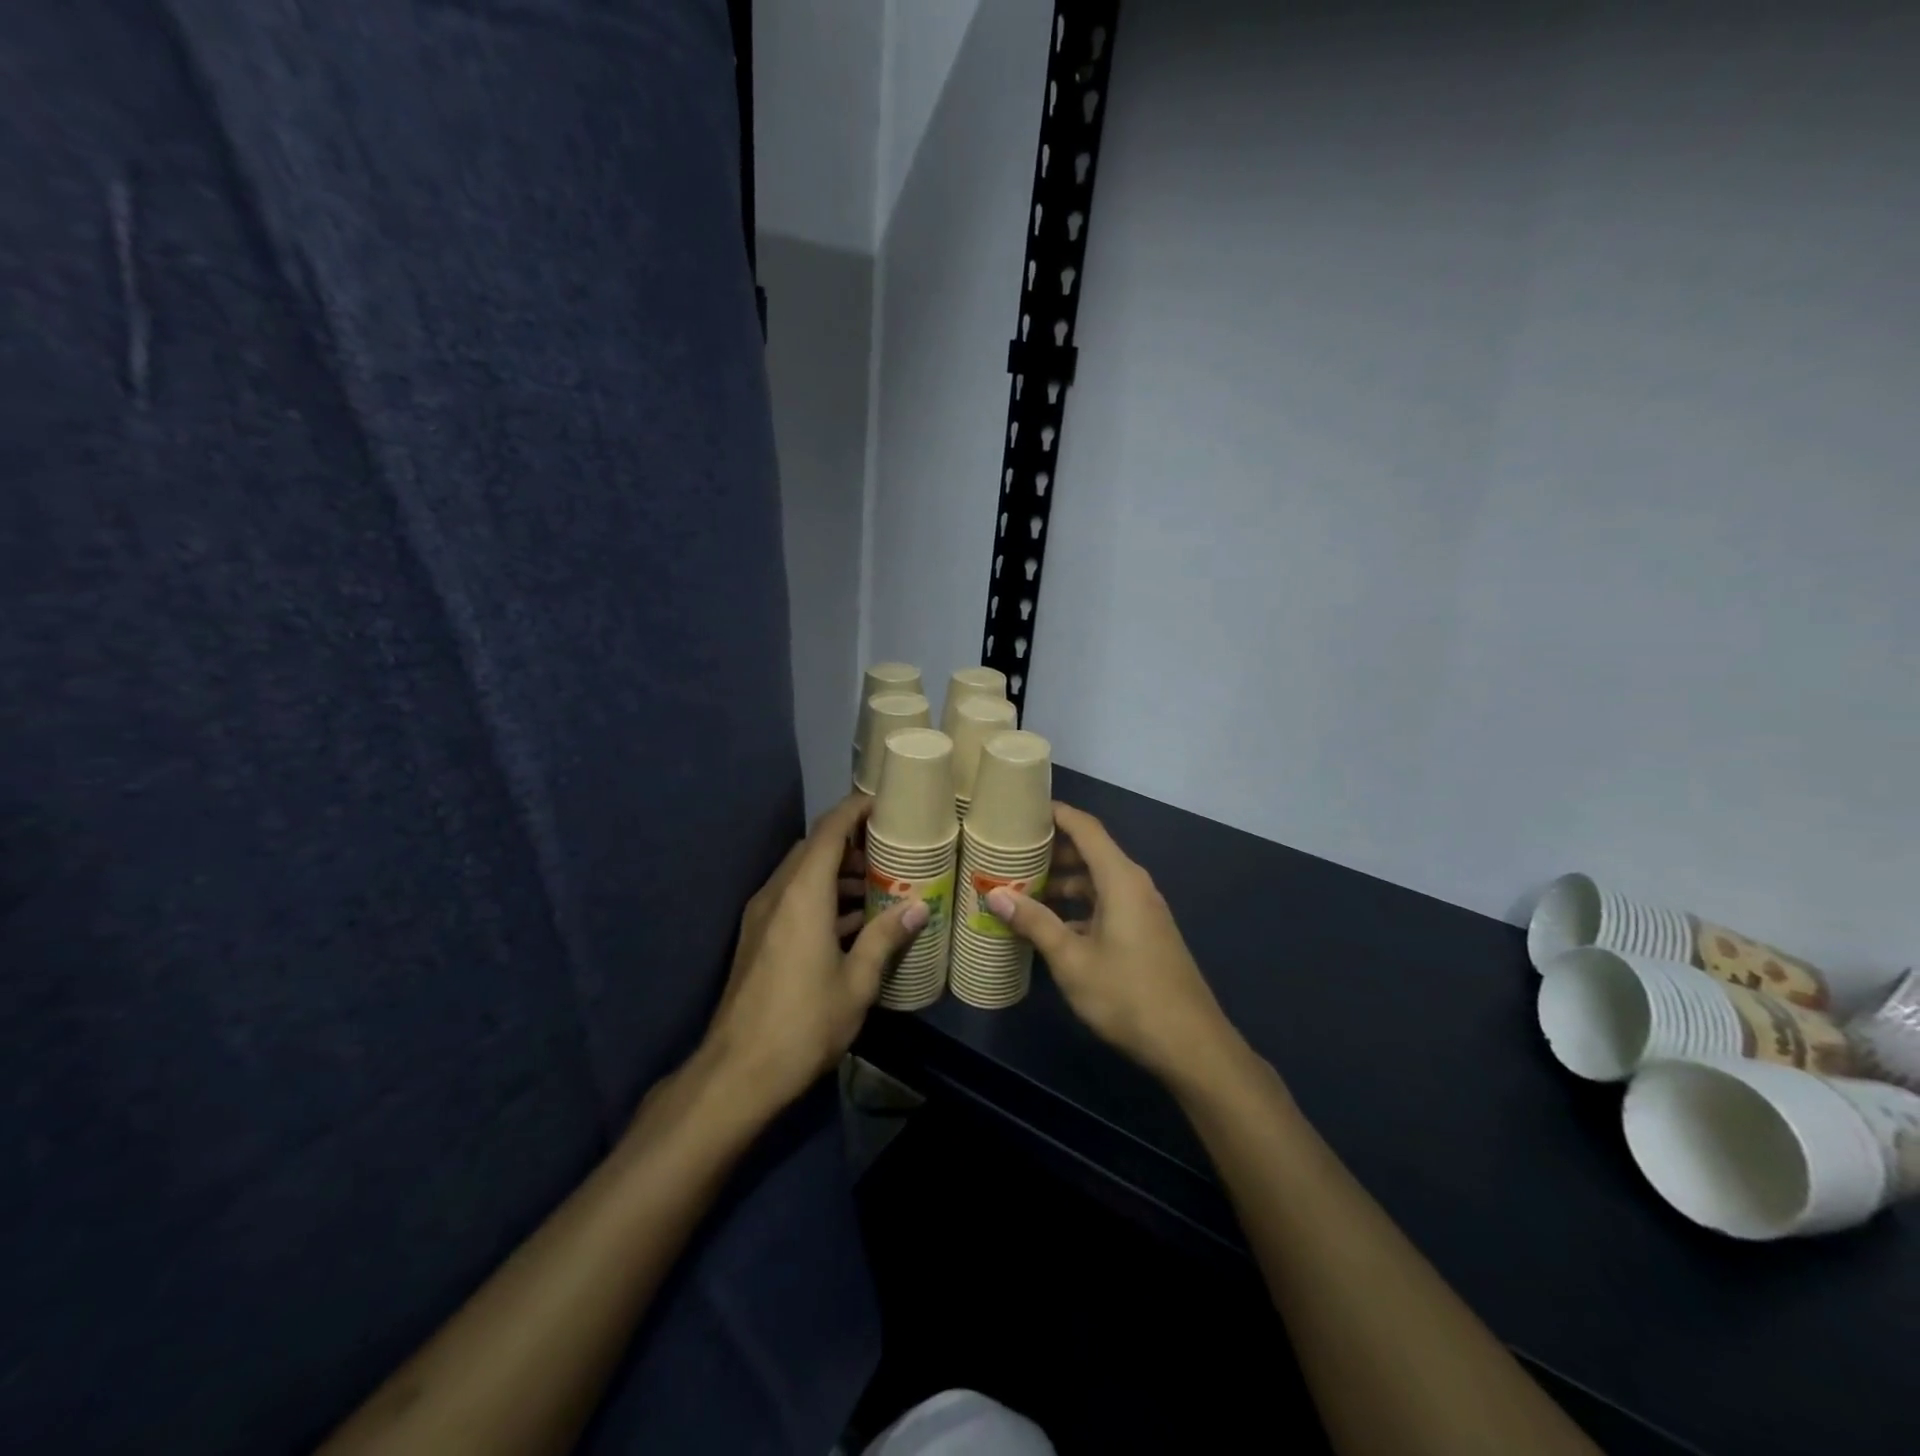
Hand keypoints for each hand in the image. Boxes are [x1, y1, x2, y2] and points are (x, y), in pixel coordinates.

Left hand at [702, 794, 927, 1115]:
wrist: (736, 1073)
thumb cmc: (804, 1024)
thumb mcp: (857, 983)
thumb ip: (886, 938)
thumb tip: (918, 907)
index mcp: (802, 895)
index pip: (828, 831)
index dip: (855, 809)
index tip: (884, 802)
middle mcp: (777, 894)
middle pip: (813, 848)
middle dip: (851, 843)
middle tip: (890, 850)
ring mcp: (762, 916)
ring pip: (802, 874)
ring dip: (837, 872)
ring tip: (878, 886)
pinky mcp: (757, 938)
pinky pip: (793, 899)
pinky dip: (822, 897)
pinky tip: (851, 922)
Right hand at [986, 802, 1235, 1085]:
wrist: (1190, 1044)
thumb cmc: (1127, 994)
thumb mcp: (1071, 960)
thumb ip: (1035, 922)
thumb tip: (995, 894)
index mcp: (1120, 879)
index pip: (1086, 828)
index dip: (1057, 813)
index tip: (1023, 809)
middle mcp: (1134, 885)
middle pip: (1091, 852)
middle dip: (1052, 851)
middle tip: (1010, 854)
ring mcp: (1142, 910)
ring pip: (1097, 881)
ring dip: (1063, 882)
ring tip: (1022, 889)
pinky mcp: (1144, 932)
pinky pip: (1106, 902)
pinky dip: (1079, 905)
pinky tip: (1051, 925)